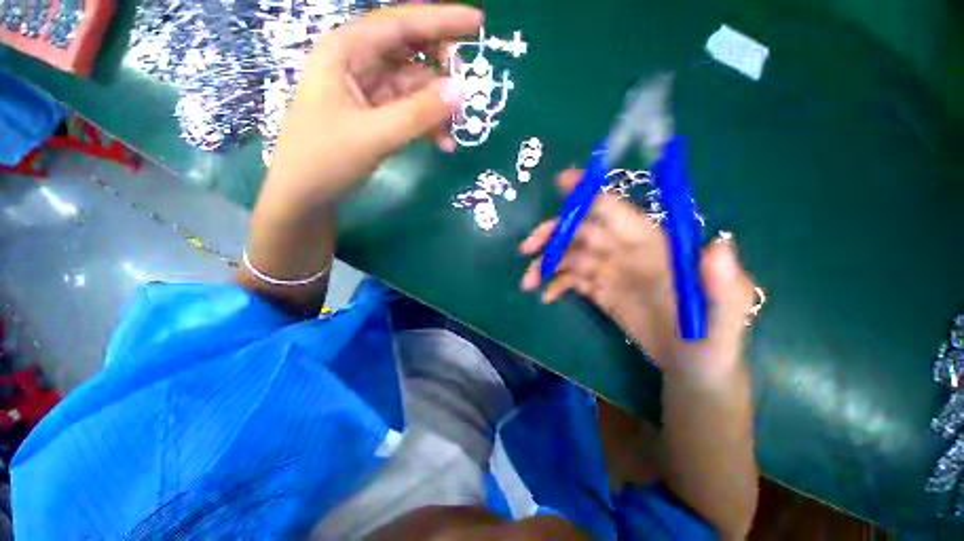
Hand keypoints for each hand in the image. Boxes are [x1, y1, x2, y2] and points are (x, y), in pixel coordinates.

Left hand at [258, 5, 480, 218]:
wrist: (305, 196)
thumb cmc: (326, 159)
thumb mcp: (375, 134)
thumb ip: (420, 113)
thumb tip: (462, 91)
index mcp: (347, 50)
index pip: (401, 24)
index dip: (442, 21)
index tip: (479, 24)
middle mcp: (358, 63)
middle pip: (411, 53)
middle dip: (442, 71)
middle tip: (467, 91)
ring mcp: (368, 92)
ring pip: (414, 88)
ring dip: (437, 108)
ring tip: (454, 131)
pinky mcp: (376, 117)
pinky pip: (410, 112)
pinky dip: (428, 126)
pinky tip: (443, 144)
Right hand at [520, 169, 756, 385]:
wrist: (693, 367)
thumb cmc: (713, 340)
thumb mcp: (725, 315)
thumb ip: (723, 282)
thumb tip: (718, 245)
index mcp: (653, 245)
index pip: (616, 210)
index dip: (589, 193)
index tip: (560, 183)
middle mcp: (628, 252)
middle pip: (583, 231)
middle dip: (553, 234)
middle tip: (527, 248)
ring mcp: (611, 272)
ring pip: (571, 256)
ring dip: (546, 264)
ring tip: (528, 282)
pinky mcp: (601, 292)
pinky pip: (572, 280)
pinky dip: (555, 284)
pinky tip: (546, 296)